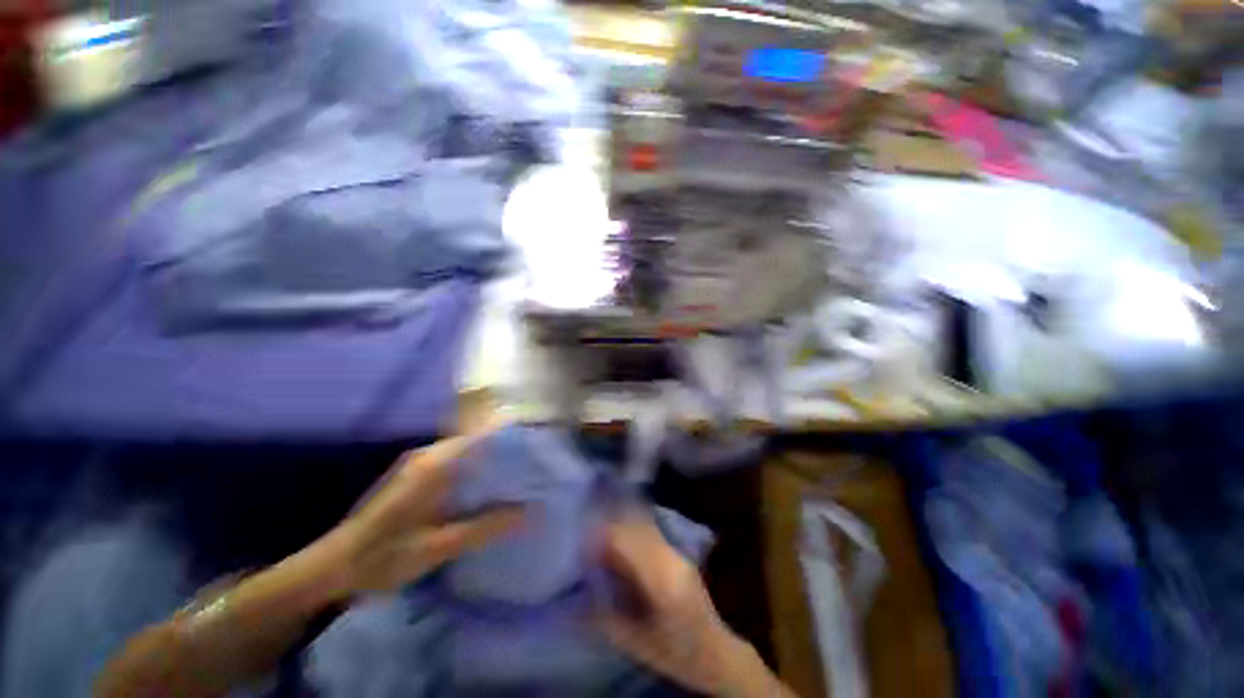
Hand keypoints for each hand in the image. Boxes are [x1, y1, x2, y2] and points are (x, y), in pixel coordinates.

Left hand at [319, 422, 523, 595]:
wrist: (331, 568)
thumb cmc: (383, 557)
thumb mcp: (438, 547)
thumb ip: (485, 527)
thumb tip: (530, 512)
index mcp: (434, 464)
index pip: (483, 436)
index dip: (513, 439)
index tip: (539, 450)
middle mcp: (428, 455)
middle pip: (478, 442)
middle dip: (507, 453)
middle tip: (535, 469)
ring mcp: (419, 464)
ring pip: (467, 453)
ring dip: (491, 463)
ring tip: (520, 478)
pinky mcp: (415, 476)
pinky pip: (456, 464)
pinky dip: (475, 472)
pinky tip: (487, 491)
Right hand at [595, 512, 767, 696]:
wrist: (718, 655)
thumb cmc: (677, 655)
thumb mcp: (638, 646)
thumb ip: (605, 621)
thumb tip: (574, 602)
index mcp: (662, 581)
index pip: (627, 540)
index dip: (602, 535)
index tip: (580, 540)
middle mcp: (670, 558)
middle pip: (635, 525)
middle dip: (608, 524)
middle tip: (585, 534)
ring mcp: (677, 552)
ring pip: (644, 523)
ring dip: (620, 523)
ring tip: (599, 533)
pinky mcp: (678, 553)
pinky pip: (650, 530)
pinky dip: (631, 529)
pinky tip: (619, 541)